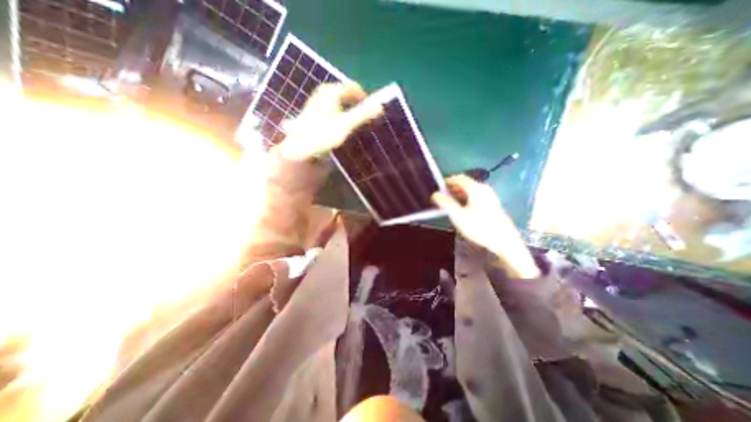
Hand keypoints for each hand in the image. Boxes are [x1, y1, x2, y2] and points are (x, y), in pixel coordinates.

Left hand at [276, 83, 383, 161]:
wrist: (300, 147)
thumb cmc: (323, 135)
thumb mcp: (346, 125)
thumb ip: (362, 114)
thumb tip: (380, 105)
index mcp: (332, 91)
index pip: (353, 87)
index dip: (365, 97)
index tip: (371, 111)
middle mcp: (324, 92)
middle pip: (346, 93)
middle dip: (357, 103)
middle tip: (364, 118)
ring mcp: (317, 100)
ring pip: (339, 100)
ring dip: (349, 109)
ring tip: (354, 123)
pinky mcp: (314, 110)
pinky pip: (332, 106)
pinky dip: (340, 113)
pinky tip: (341, 126)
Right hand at [434, 175, 540, 280]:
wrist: (504, 241)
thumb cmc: (479, 228)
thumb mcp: (458, 216)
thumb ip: (445, 203)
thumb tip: (435, 194)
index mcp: (476, 189)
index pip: (458, 178)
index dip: (447, 181)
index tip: (437, 188)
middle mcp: (484, 189)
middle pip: (465, 183)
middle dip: (452, 188)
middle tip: (442, 197)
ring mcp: (490, 196)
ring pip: (470, 190)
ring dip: (458, 193)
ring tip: (449, 203)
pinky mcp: (492, 204)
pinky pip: (475, 196)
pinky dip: (466, 198)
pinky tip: (462, 208)